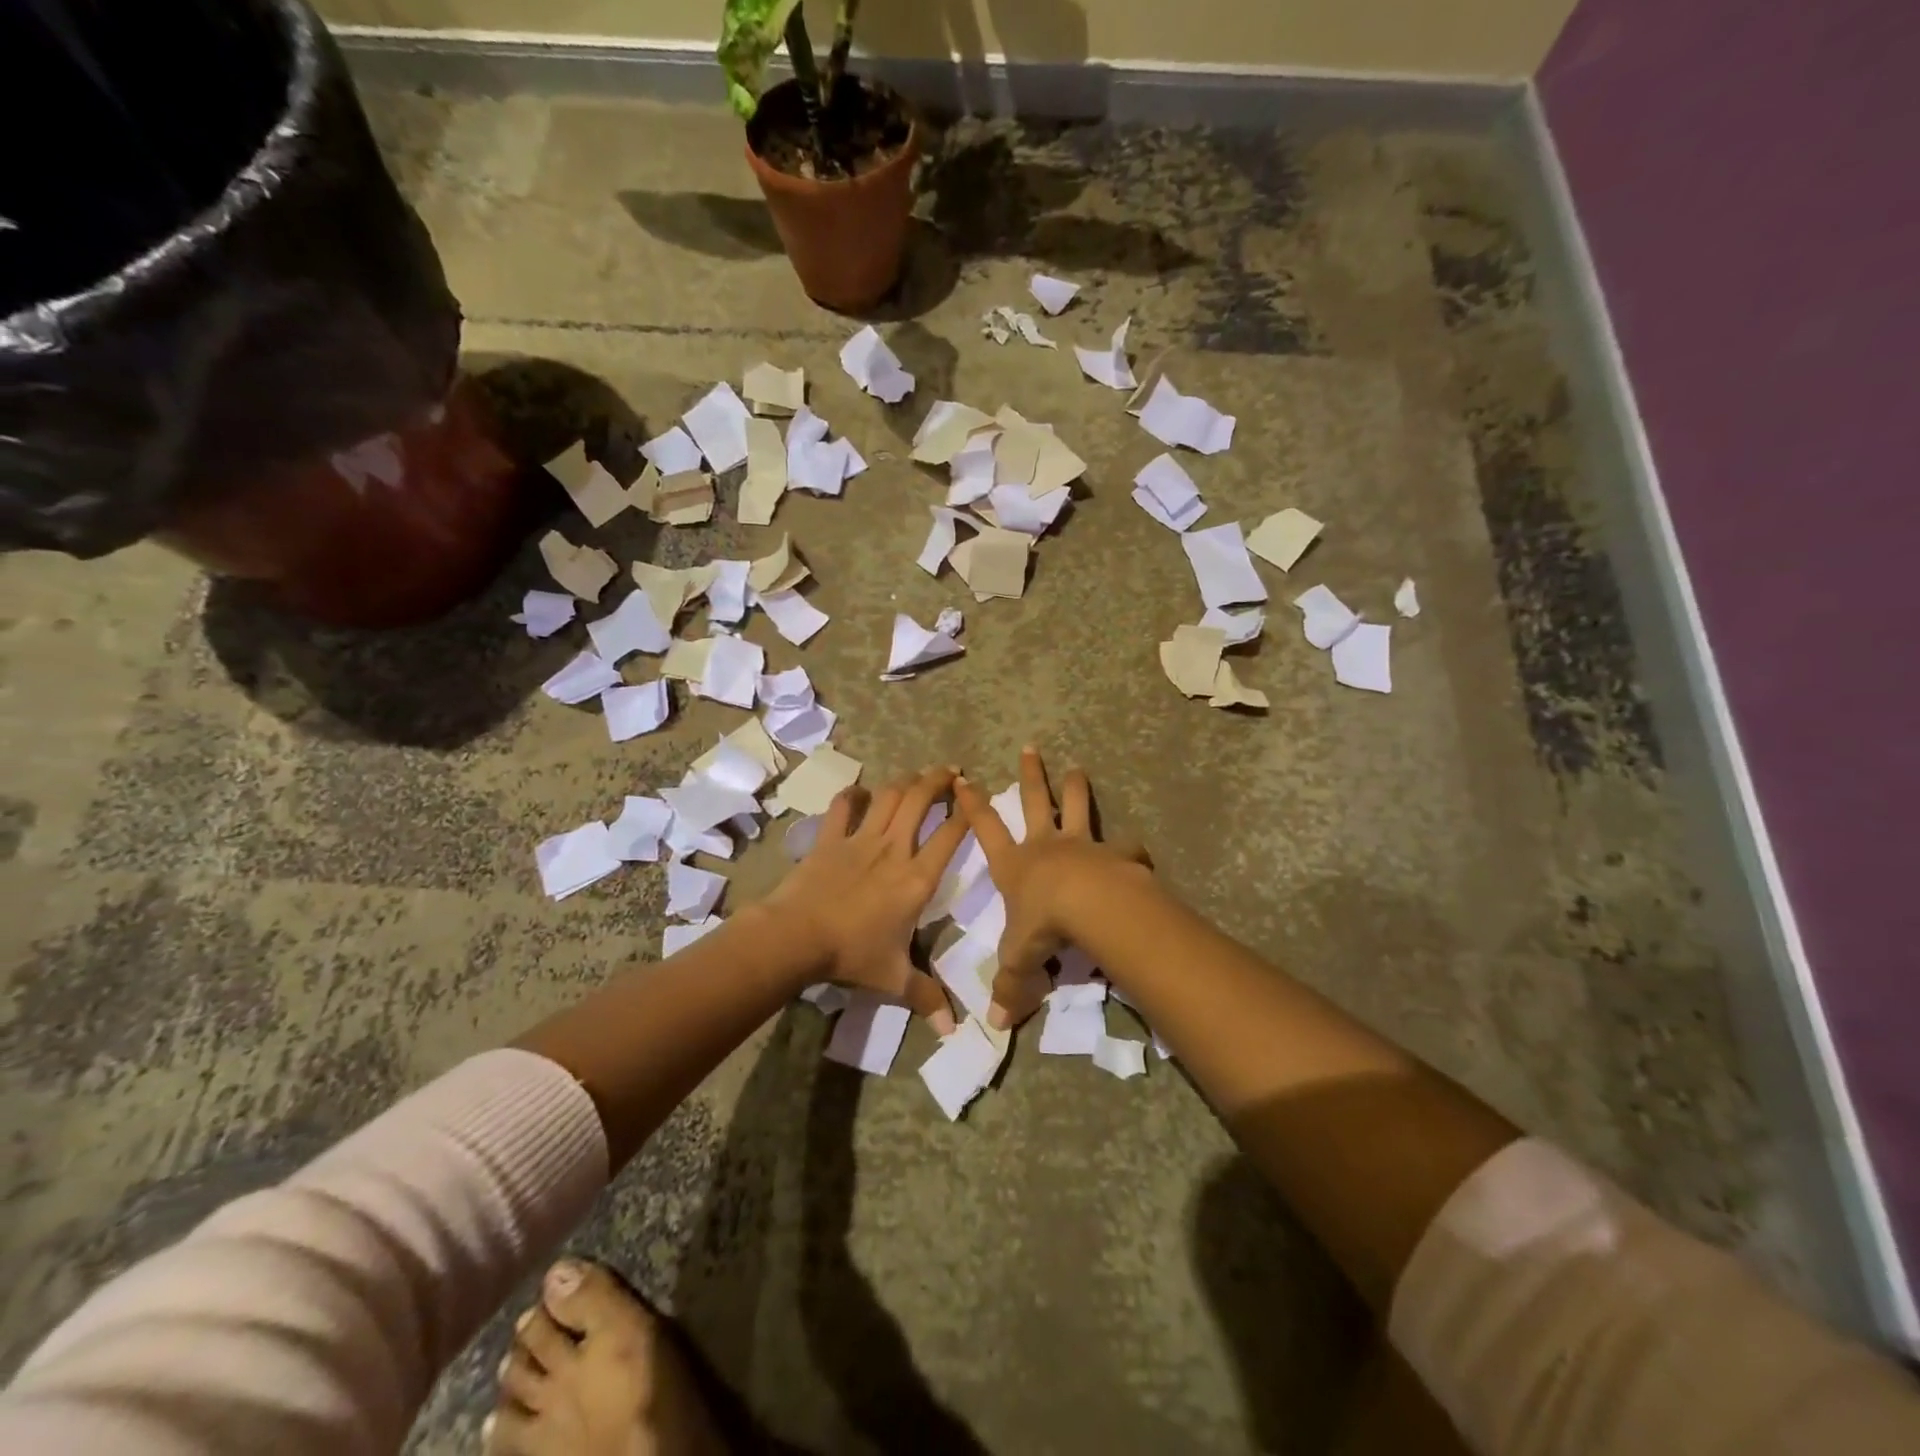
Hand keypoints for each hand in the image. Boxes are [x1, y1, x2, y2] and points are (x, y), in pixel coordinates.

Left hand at [768, 766, 968, 1033]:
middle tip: (951, 771)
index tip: (977, 796)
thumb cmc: (851, 954)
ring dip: (905, 781)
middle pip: (920, 799)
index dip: (968, 812)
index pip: (951, 835)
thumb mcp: (894, 980)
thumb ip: (927, 997)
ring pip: (888, 795)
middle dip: (938, 780)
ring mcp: (860, 839)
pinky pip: (842, 806)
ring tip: (917, 776)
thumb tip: (953, 1029)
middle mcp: (894, 848)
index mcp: (917, 878)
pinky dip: (853, 794)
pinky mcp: (830, 838)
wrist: (796, 936)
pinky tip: (860, 792)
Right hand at [953, 747, 1150, 1028]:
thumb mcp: (1018, 961)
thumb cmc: (1043, 926)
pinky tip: (1136, 849)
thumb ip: (1009, 988)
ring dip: (1075, 787)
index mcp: (1015, 865)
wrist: (1090, 907)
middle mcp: (1045, 846)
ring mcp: (1082, 844)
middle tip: (1030, 749)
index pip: (985, 829)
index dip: (973, 805)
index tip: (963, 778)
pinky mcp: (1115, 853)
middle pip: (1035, 802)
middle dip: (1030, 776)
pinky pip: (1124, 846)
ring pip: (1077, 807)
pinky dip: (1129, 847)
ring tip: (1077, 768)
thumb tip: (995, 1025)